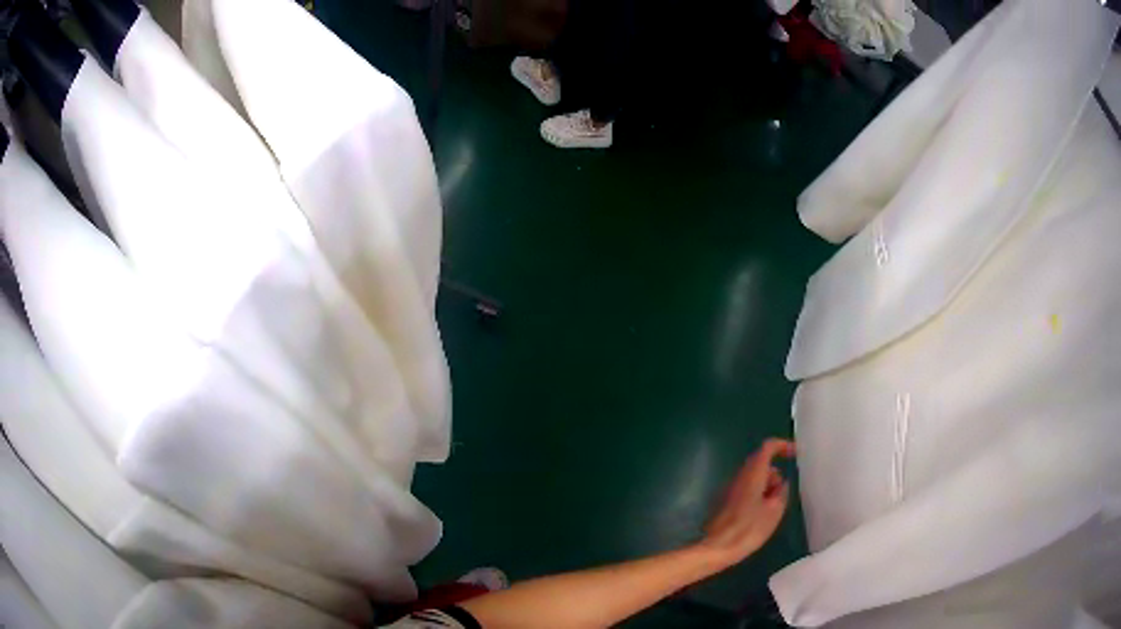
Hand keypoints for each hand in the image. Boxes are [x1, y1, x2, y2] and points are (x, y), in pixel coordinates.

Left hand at [700, 439, 795, 566]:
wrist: (718, 548)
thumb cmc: (749, 529)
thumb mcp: (775, 510)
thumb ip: (781, 492)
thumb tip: (781, 484)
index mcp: (753, 474)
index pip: (768, 447)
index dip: (783, 446)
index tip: (796, 454)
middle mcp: (740, 476)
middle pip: (760, 463)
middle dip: (775, 474)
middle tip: (782, 494)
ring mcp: (730, 488)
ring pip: (754, 477)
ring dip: (766, 486)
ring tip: (773, 508)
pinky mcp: (726, 500)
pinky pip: (747, 489)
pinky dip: (757, 494)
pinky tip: (761, 514)